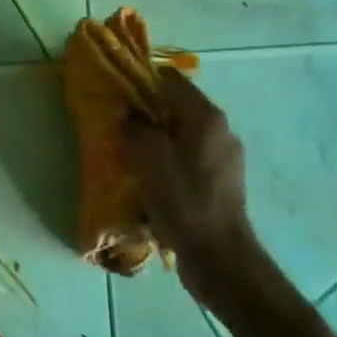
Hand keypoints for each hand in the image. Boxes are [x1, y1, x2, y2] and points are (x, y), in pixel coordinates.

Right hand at [122, 67, 280, 320]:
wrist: (220, 257)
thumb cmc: (185, 202)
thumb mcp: (151, 161)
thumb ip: (136, 130)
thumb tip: (124, 114)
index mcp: (206, 118)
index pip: (171, 80)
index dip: (141, 79)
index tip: (114, 88)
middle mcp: (219, 131)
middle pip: (176, 106)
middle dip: (144, 110)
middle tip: (114, 120)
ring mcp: (222, 157)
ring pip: (180, 133)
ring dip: (154, 136)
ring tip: (126, 149)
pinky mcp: (218, 180)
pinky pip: (186, 156)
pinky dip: (166, 157)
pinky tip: (146, 175)